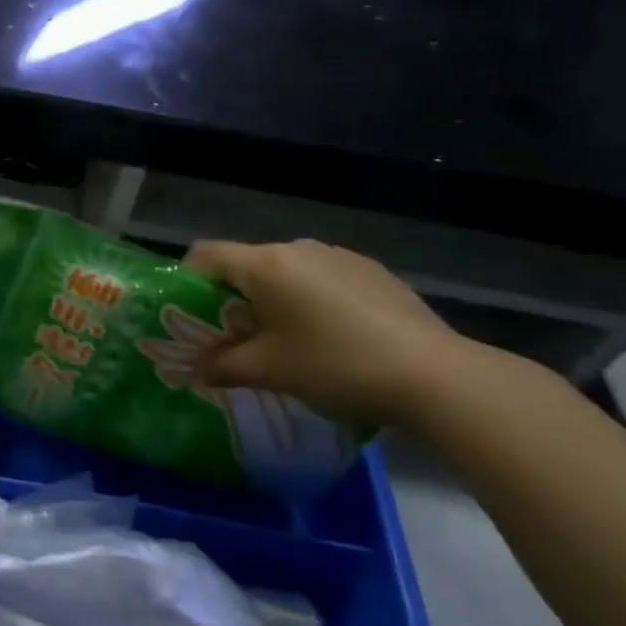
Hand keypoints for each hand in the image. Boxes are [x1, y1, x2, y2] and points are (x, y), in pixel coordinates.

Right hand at [181, 239, 475, 426]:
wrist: (437, 377)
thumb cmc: (336, 365)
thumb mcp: (269, 371)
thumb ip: (222, 365)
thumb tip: (197, 368)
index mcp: (265, 264)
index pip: (204, 254)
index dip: (188, 282)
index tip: (191, 317)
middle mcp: (298, 248)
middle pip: (246, 265)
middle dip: (234, 298)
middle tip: (239, 340)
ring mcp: (340, 256)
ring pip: (287, 273)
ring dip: (275, 300)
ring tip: (290, 343)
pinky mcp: (373, 272)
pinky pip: (324, 279)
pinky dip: (313, 301)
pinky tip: (335, 339)